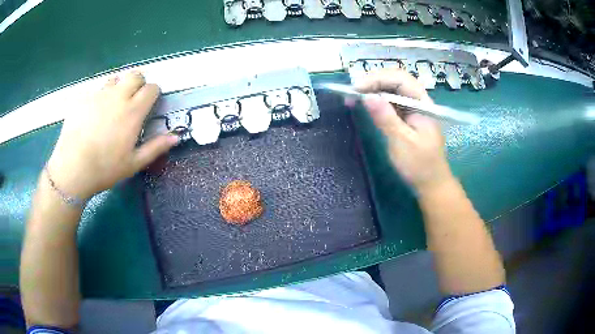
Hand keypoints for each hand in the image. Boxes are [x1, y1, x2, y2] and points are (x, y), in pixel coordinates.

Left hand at [47, 71, 177, 199]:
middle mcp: (118, 96)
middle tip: (132, 101)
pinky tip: (93, 114)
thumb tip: (177, 136)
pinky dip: (99, 97)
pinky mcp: (83, 97)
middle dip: (138, 84)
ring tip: (112, 106)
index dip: (153, 94)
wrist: (72, 168)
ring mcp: (99, 94)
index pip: (152, 88)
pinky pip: (96, 89)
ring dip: (118, 87)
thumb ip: (156, 147)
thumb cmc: (105, 169)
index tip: (149, 105)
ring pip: (115, 79)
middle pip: (135, 75)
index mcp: (133, 111)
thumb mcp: (134, 163)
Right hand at [355, 68, 452, 191]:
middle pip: (395, 80)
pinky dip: (376, 101)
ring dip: (372, 90)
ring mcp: (412, 108)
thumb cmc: (420, 165)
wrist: (431, 183)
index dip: (378, 78)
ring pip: (392, 90)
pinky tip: (365, 104)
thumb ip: (386, 118)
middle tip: (352, 91)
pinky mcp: (406, 117)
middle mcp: (418, 101)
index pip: (400, 79)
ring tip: (353, 96)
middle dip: (373, 82)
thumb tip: (367, 96)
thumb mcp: (402, 142)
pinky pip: (390, 102)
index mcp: (422, 104)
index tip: (357, 88)